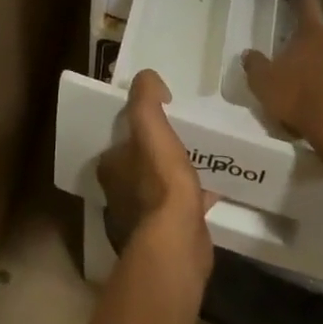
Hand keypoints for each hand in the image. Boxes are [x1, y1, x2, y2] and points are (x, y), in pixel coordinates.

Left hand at [97, 71, 215, 281]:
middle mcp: (119, 194)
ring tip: (198, 160)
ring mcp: (141, 219)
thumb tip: (149, 79)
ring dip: (174, 175)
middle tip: (181, 136)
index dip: (137, 127)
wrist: (177, 243)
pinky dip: (192, 199)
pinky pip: (178, 209)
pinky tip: (212, 191)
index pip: (119, 139)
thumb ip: (145, 97)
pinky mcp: (166, 237)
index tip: (159, 117)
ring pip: (158, 186)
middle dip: (157, 152)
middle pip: (138, 163)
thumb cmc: (160, 180)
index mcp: (110, 167)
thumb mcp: (150, 126)